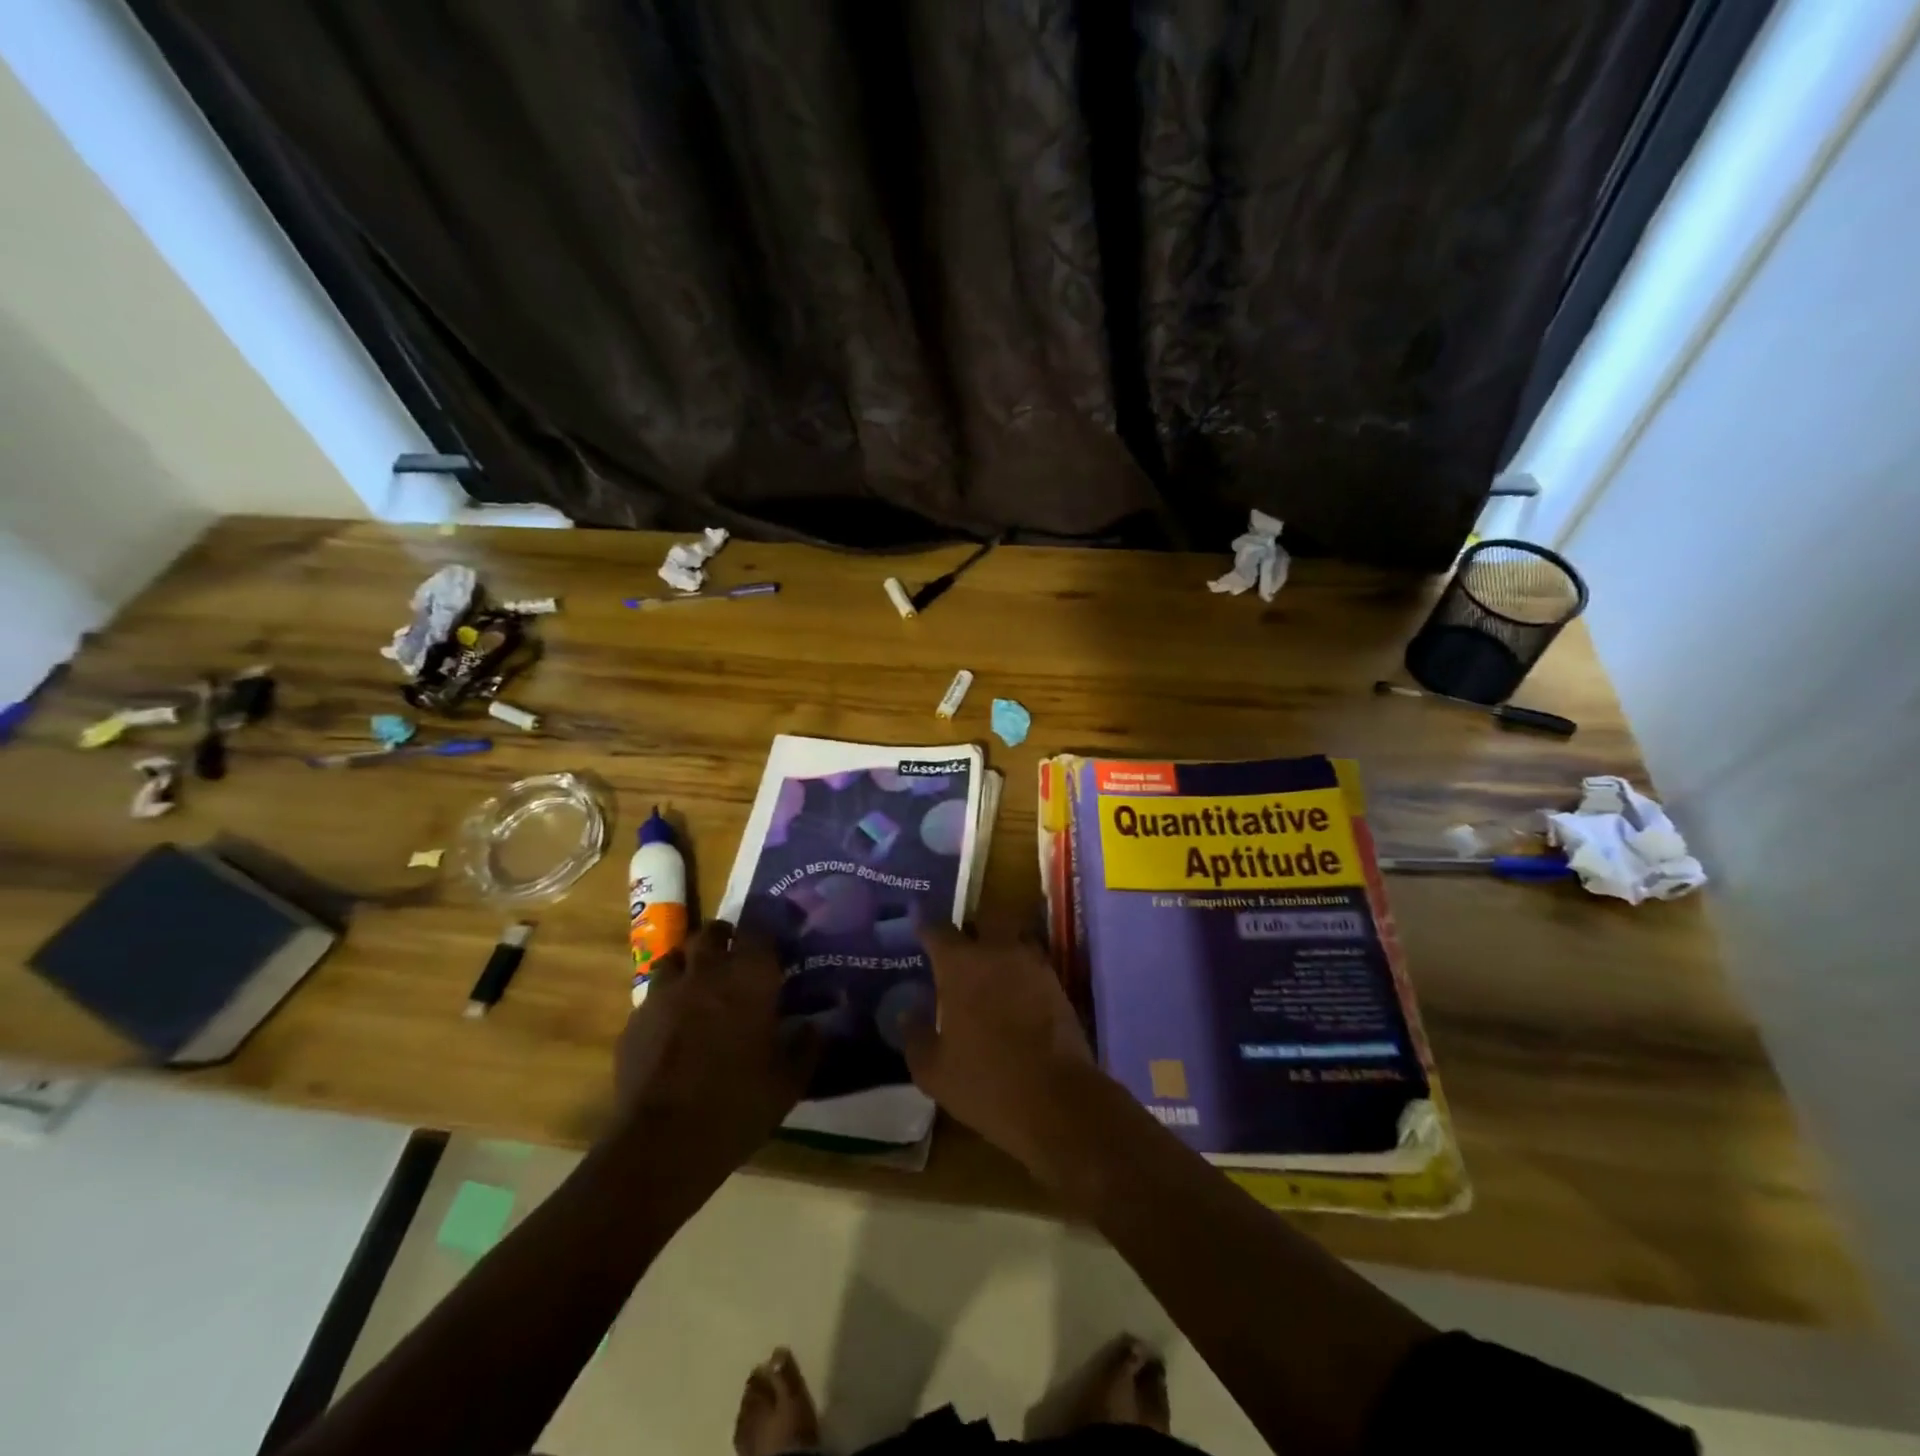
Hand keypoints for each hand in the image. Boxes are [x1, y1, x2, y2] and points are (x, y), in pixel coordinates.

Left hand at [610, 921, 817, 1186]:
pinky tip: (672, 1026)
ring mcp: (664, 994)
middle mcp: (706, 974)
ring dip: (689, 964)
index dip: (764, 936)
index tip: (772, 949)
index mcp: (749, 979)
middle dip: (723, 938)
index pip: (758, 932)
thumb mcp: (788, 1083)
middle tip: (734, 957)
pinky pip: (652, 996)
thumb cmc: (737, 1106)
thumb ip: (806, 1047)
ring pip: (675, 958)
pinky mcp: (635, 1021)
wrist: (661, 1144)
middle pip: (710, 933)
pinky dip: (665, 1001)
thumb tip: (815, 1026)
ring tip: (699, 985)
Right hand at [901, 924, 1094, 1170]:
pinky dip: (1021, 970)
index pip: (938, 930)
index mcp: (961, 965)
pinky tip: (1014, 991)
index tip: (918, 930)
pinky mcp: (1057, 984)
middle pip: (986, 916)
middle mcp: (998, 952)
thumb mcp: (934, 1070)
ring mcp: (1033, 965)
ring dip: (1002, 943)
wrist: (1057, 1100)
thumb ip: (916, 1036)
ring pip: (1015, 936)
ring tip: (990, 966)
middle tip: (961, 943)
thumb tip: (907, 1013)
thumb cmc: (985, 1082)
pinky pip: (1033, 963)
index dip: (925, 928)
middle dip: (973, 924)